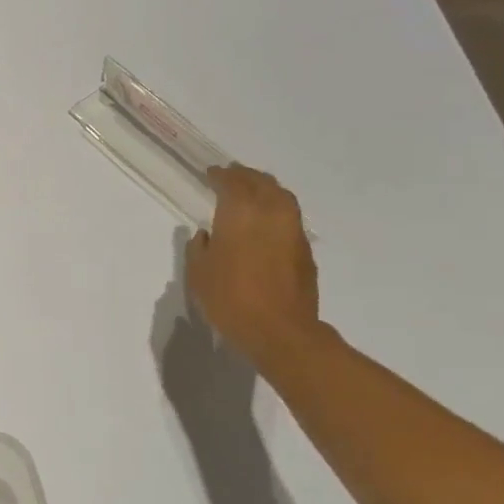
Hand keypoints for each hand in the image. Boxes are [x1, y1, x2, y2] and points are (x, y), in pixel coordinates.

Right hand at [186, 164, 322, 370]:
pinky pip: (289, 216)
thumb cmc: (230, 299)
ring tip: (251, 192)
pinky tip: (266, 221)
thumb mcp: (199, 275)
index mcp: (240, 213)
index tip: (211, 173)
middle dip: (245, 176)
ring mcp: (292, 229)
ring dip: (265, 189)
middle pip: (261, 182)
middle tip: (231, 175)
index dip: (220, 176)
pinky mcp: (304, 248)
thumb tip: (206, 235)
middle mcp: (271, 212)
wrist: (279, 329)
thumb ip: (199, 249)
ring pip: (281, 196)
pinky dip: (276, 209)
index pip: (232, 183)